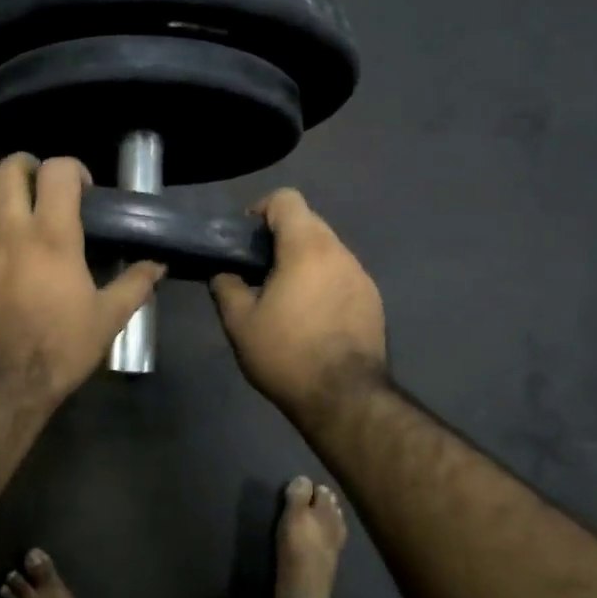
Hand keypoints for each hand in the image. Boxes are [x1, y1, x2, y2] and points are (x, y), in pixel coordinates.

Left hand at [0, 154, 164, 406]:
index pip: (57, 173)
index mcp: (53, 236)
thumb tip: (158, 265)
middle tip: (36, 175)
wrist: (1, 382)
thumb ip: (134, 286)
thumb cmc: (59, 347)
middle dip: (24, 163)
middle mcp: (12, 231)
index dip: (72, 168)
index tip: (82, 187)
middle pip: (9, 171)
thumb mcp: (107, 319)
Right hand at [210, 189, 386, 416]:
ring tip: (284, 296)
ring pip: (327, 250)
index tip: (246, 240)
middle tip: (258, 270)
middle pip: (308, 222)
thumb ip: (226, 287)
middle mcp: (340, 252)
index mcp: (307, 248)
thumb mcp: (240, 323)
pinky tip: (311, 317)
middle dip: (281, 237)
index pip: (287, 199)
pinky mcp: (373, 300)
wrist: (345, 398)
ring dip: (303, 261)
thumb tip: (223, 272)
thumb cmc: (287, 354)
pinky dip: (323, 282)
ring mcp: (362, 276)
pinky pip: (342, 275)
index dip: (261, 210)